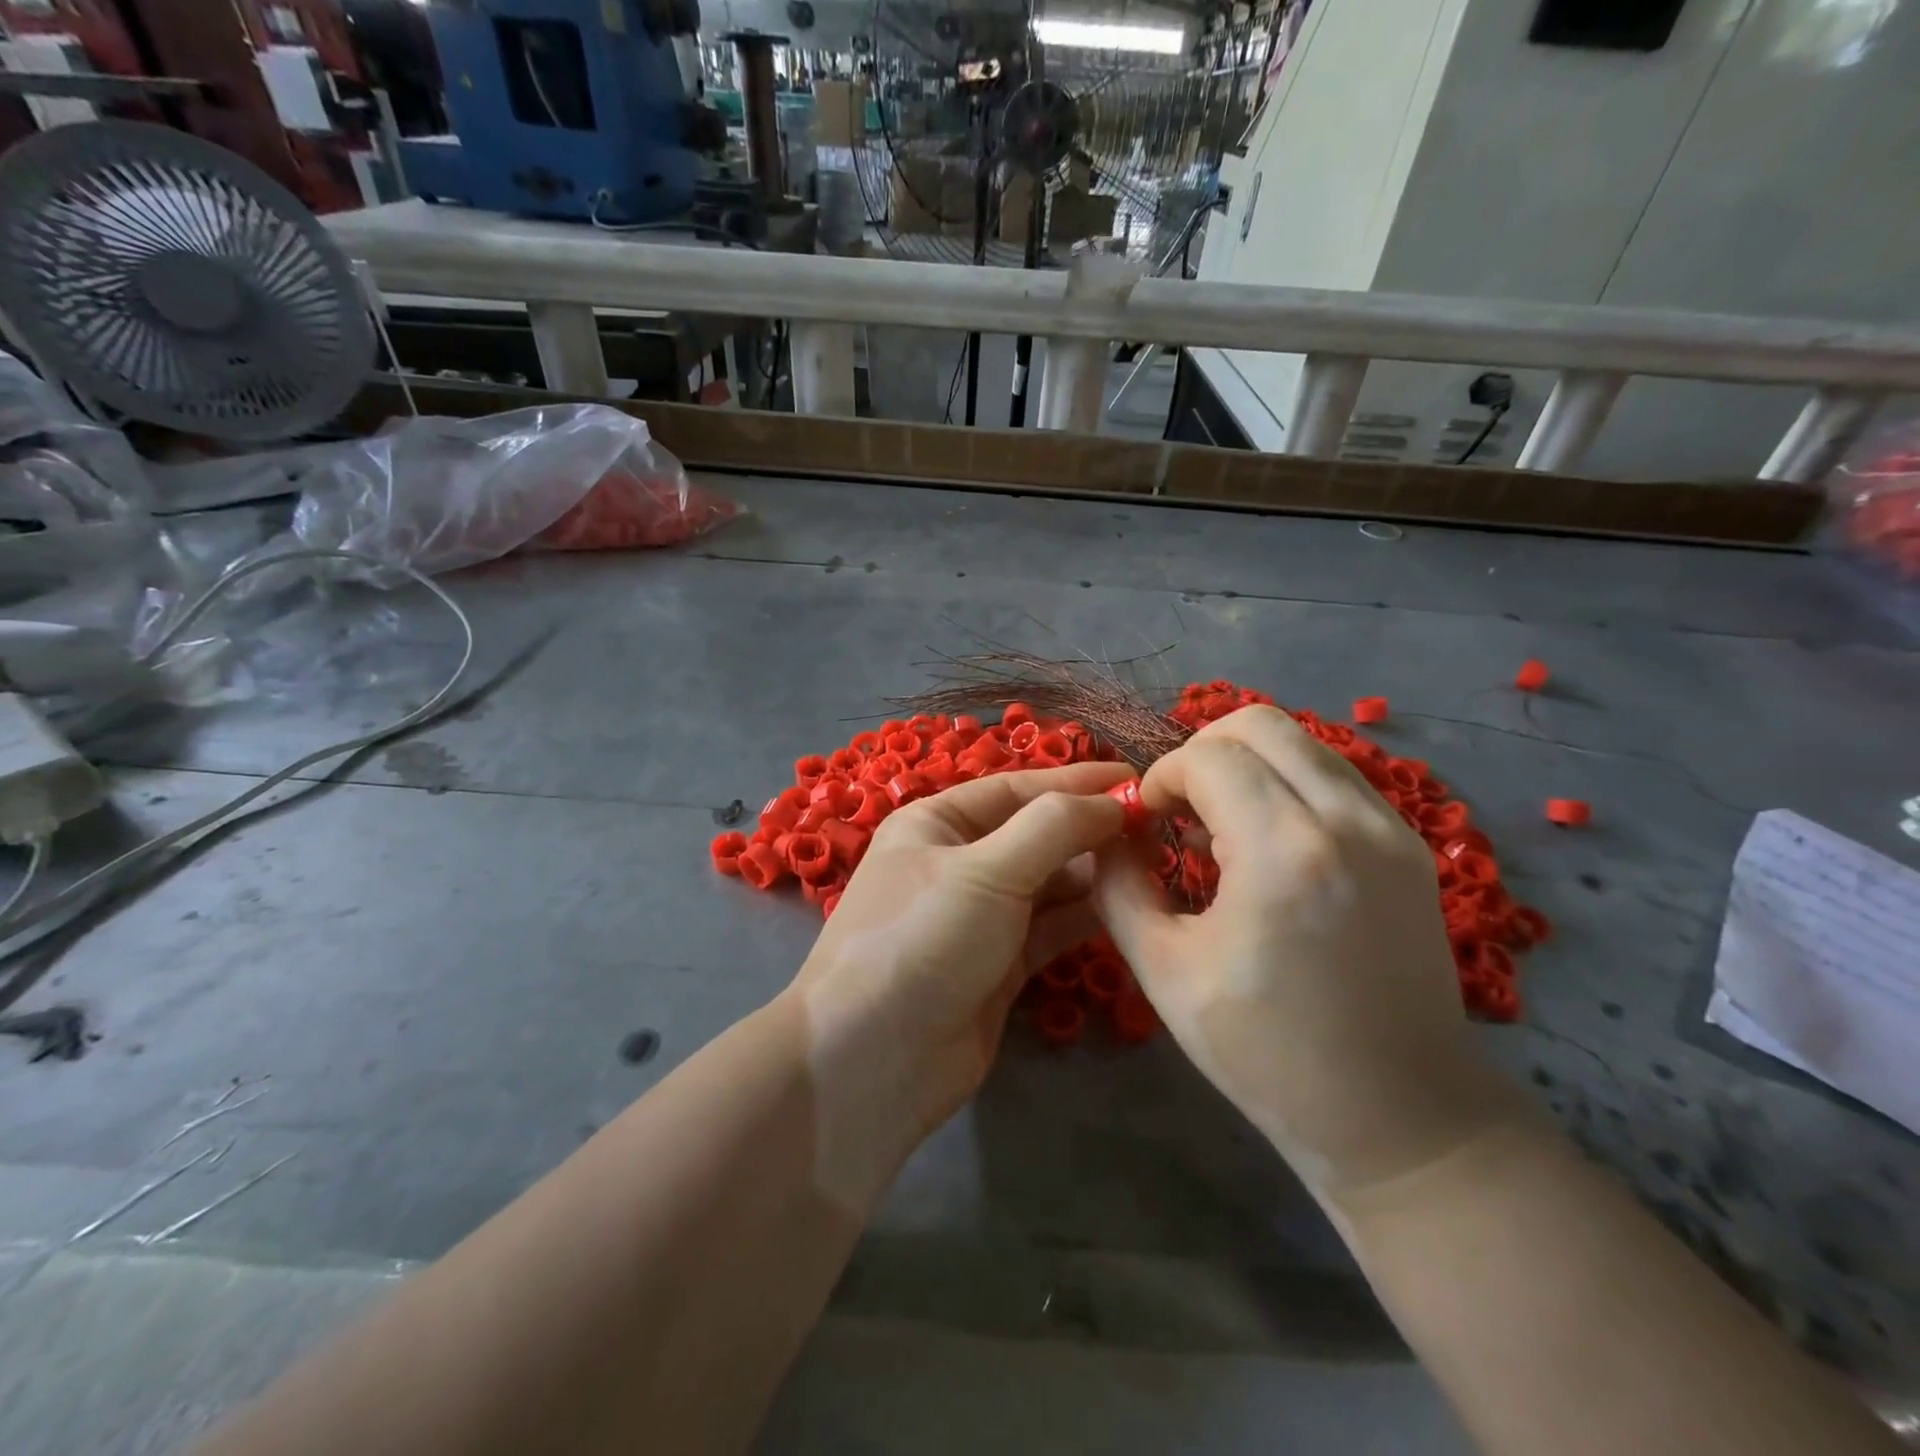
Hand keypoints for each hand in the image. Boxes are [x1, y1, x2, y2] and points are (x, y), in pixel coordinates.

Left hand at [787, 761, 1130, 1206]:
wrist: (874, 1060)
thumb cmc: (922, 939)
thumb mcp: (986, 869)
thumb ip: (1053, 828)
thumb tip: (1112, 801)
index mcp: (937, 824)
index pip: (1016, 790)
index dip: (1075, 782)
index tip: (1134, 779)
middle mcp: (957, 863)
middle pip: (1035, 835)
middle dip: (1089, 830)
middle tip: (1156, 828)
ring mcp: (979, 917)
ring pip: (1048, 883)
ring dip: (1093, 873)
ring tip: (1153, 863)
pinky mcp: (999, 965)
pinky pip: (1050, 928)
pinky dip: (1085, 916)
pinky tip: (1127, 906)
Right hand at [1093, 707, 1521, 1197]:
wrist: (1403, 1116)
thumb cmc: (1269, 1054)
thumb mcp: (1165, 972)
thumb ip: (1119, 886)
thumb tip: (1108, 834)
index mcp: (1283, 852)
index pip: (1207, 757)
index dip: (1161, 778)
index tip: (1145, 824)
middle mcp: (1346, 820)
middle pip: (1259, 724)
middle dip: (1200, 753)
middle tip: (1178, 811)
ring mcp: (1390, 828)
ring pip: (1301, 742)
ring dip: (1245, 765)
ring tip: (1220, 827)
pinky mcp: (1409, 846)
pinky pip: (1332, 776)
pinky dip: (1286, 784)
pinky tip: (1266, 843)